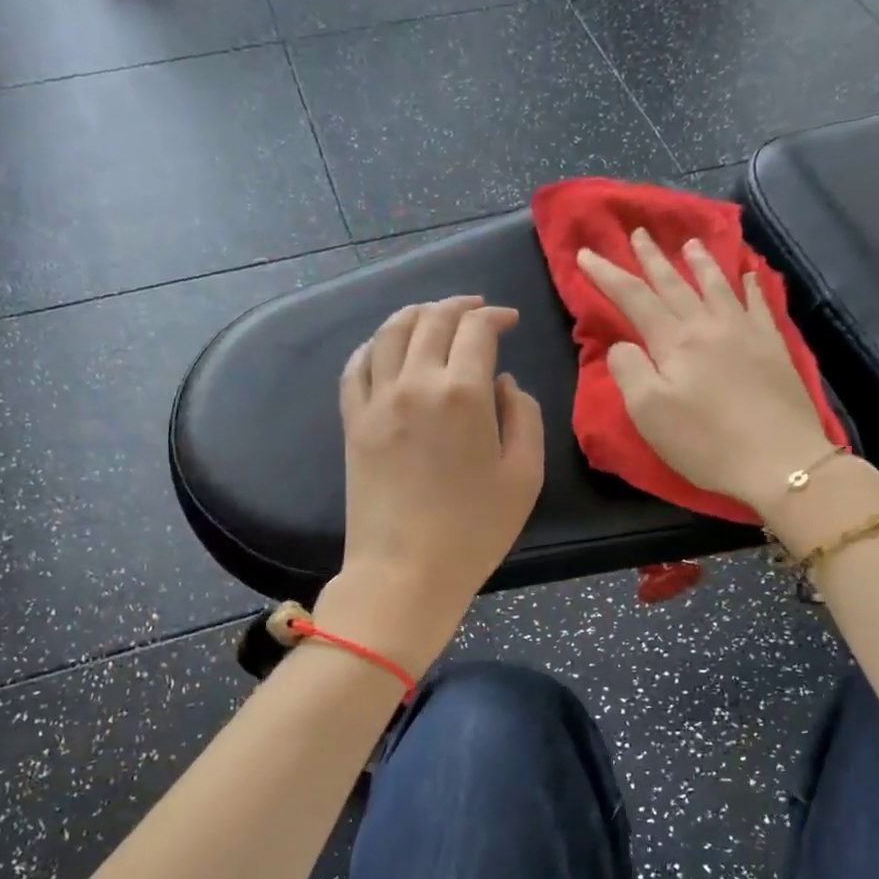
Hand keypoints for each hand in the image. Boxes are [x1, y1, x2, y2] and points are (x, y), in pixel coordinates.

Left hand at [318, 296, 543, 674]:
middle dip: (459, 306)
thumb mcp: (525, 476)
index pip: (476, 329)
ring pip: (390, 332)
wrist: (405, 572)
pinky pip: (356, 366)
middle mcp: (415, 383)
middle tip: (476, 310)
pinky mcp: (353, 422)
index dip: (495, 316)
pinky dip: (374, 345)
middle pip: (432, 320)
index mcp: (463, 393)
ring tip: (433, 315)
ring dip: (416, 314)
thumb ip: (524, 416)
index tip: (509, 321)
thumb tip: (503, 383)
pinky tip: (387, 347)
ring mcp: (377, 401)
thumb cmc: (474, 531)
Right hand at [576, 229, 836, 515]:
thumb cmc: (705, 442)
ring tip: (690, 243)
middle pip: (674, 284)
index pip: (634, 298)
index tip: (586, 254)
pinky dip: (750, 285)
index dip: (607, 275)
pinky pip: (759, 304)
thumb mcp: (649, 413)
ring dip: (699, 263)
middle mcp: (709, 325)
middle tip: (638, 232)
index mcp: (674, 341)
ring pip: (717, 286)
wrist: (779, 460)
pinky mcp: (773, 347)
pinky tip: (748, 275)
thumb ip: (629, 371)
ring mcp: (746, 332)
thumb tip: (622, 345)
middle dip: (651, 258)